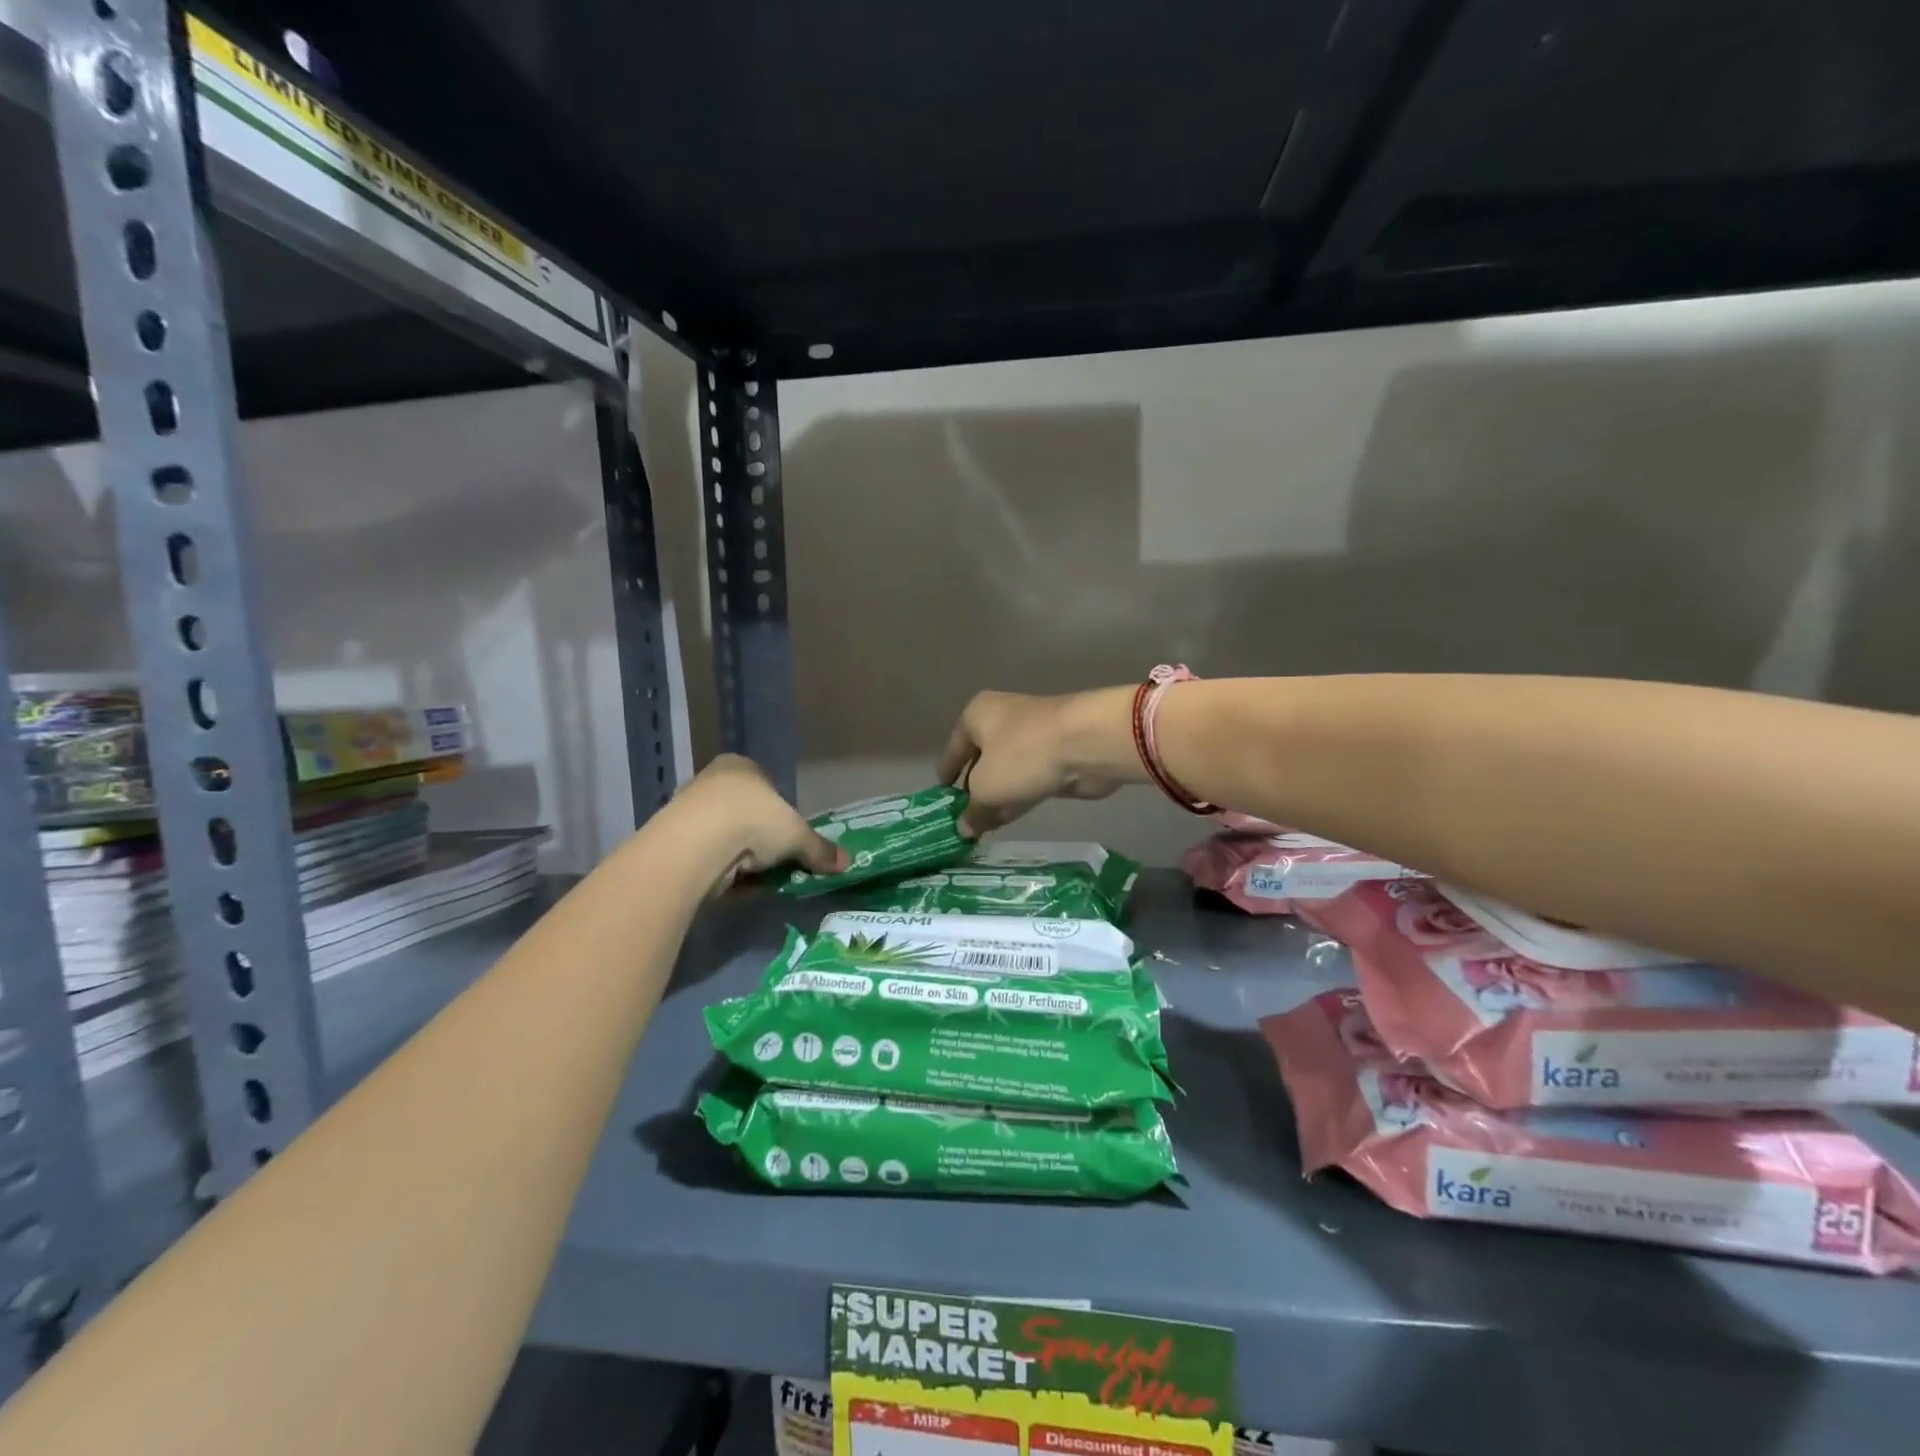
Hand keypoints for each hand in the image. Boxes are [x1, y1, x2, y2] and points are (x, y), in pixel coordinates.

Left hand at [673, 755, 846, 891]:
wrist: (696, 845)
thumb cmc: (753, 820)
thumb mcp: (798, 835)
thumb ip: (819, 849)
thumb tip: (846, 862)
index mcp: (741, 766)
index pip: (766, 787)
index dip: (780, 814)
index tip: (788, 840)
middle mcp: (711, 780)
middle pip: (744, 813)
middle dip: (759, 840)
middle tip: (775, 863)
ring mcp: (687, 810)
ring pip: (725, 837)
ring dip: (740, 858)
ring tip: (754, 879)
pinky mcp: (673, 841)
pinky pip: (707, 856)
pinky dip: (721, 871)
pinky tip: (732, 885)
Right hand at [936, 689, 1136, 835]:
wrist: (1087, 743)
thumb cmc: (1022, 755)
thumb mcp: (986, 788)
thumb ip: (972, 810)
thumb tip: (963, 829)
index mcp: (977, 715)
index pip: (953, 749)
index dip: (946, 776)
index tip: (940, 801)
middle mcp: (1002, 719)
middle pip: (981, 760)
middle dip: (973, 791)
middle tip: (961, 821)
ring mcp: (1032, 737)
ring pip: (1006, 772)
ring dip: (996, 798)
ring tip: (981, 829)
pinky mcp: (1056, 755)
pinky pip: (1028, 780)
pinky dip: (1018, 798)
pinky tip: (1007, 821)